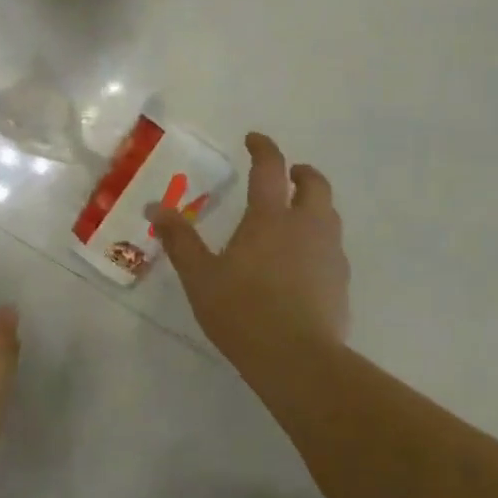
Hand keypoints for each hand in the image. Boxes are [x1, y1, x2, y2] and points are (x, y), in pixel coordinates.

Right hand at [149, 132, 349, 369]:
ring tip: (296, 216)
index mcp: (270, 218)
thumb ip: (180, 240)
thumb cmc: (242, 312)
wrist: (297, 358)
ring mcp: (329, 252)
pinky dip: (320, 239)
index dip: (263, 147)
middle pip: (315, 184)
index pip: (270, 168)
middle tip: (288, 175)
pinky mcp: (341, 280)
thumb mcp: (200, 277)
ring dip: (314, 204)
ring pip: (329, 213)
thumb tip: (156, 208)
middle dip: (301, 172)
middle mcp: (306, 225)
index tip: (254, 139)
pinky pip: (333, 246)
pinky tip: (304, 261)